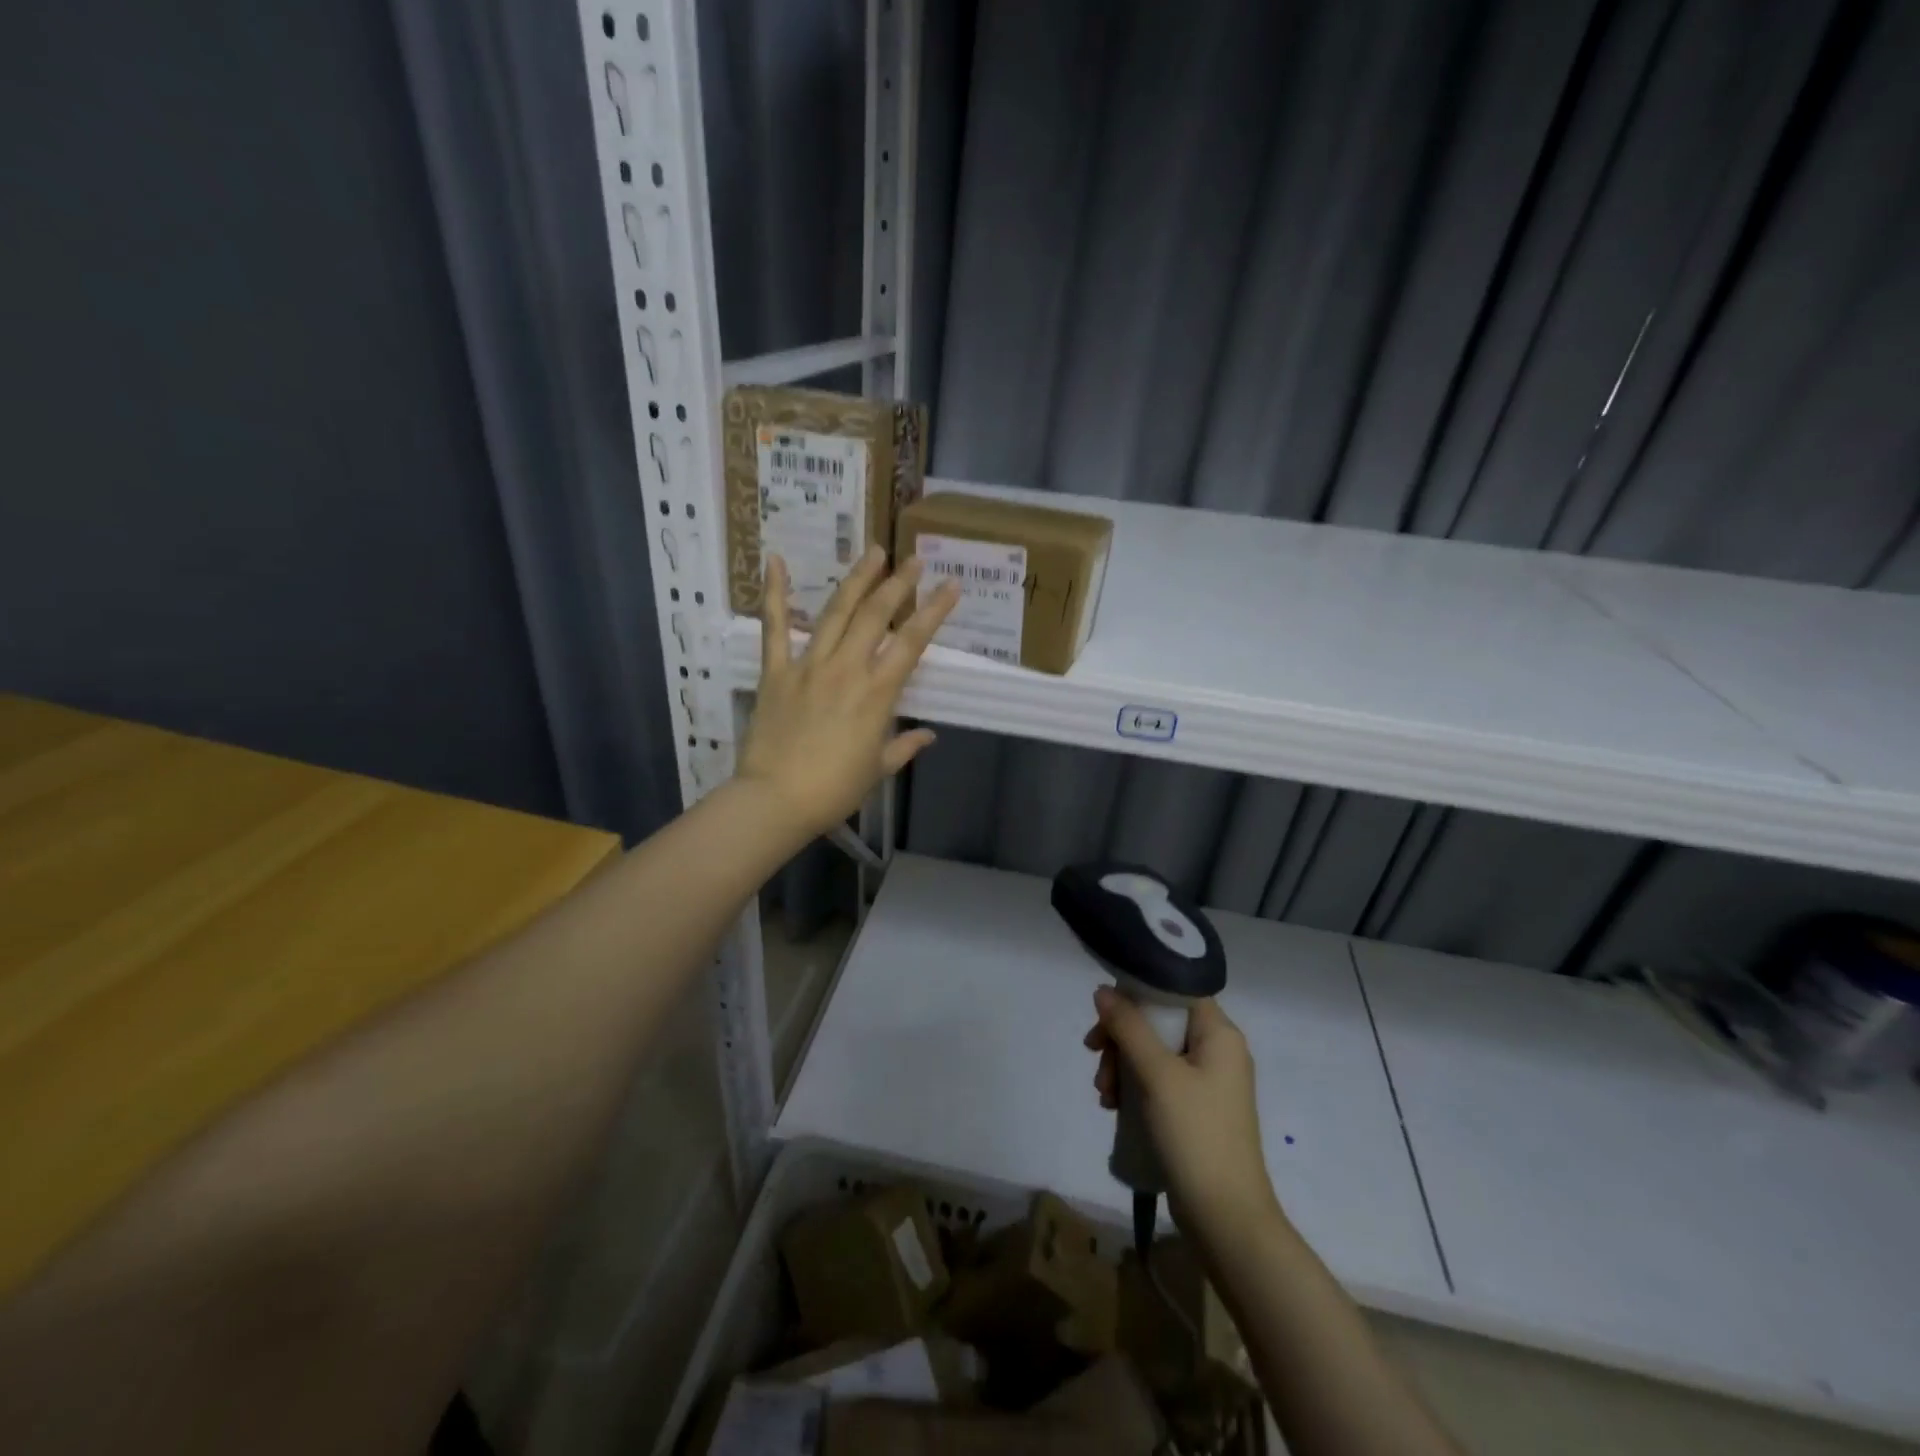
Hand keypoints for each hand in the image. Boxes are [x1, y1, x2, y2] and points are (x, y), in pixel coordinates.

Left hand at [737, 548, 958, 838]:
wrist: (776, 800)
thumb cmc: (834, 790)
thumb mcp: (878, 769)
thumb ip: (904, 746)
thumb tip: (928, 735)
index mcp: (877, 693)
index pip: (912, 642)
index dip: (934, 611)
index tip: (952, 585)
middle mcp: (846, 668)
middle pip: (876, 616)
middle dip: (898, 584)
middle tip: (914, 560)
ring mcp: (808, 665)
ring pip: (836, 612)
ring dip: (857, 580)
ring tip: (873, 552)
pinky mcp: (775, 671)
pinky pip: (774, 627)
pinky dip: (774, 593)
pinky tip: (774, 561)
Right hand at [1086, 988, 1281, 1241]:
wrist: (1226, 1218)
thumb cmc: (1196, 1135)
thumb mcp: (1157, 1075)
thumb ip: (1128, 1027)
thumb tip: (1103, 990)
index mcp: (1220, 1034)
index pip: (1175, 990)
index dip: (1137, 993)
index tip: (1105, 1011)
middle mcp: (1217, 1050)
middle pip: (1159, 1021)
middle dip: (1121, 1037)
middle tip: (1094, 1056)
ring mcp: (1207, 1081)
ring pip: (1153, 1051)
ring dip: (1122, 1064)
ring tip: (1104, 1094)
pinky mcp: (1195, 1108)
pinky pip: (1158, 1079)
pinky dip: (1133, 1086)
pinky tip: (1113, 1106)